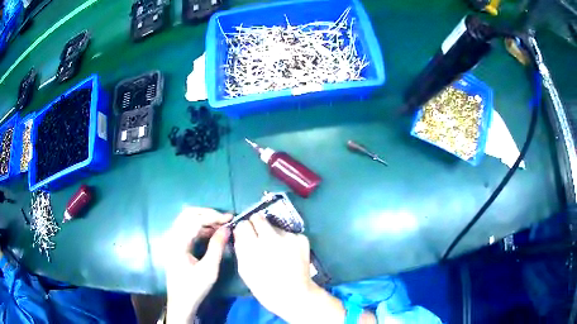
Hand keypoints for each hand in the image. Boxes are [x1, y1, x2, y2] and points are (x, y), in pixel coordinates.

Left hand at [165, 207, 231, 322]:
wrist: (181, 301)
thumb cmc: (194, 288)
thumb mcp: (209, 269)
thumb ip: (217, 247)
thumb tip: (226, 229)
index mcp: (178, 242)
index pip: (195, 219)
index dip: (214, 216)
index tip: (230, 218)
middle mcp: (172, 237)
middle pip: (188, 214)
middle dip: (208, 213)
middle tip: (225, 219)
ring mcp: (173, 240)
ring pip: (188, 220)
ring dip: (205, 220)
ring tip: (222, 225)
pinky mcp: (176, 244)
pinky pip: (188, 228)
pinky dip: (201, 227)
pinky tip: (213, 233)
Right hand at [234, 214, 345, 322]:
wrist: (294, 294)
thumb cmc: (264, 286)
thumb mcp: (244, 269)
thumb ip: (240, 247)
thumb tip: (238, 230)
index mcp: (253, 246)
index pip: (243, 223)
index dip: (244, 229)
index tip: (245, 235)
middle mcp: (271, 237)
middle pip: (258, 217)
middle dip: (256, 225)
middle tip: (259, 237)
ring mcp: (289, 237)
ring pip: (274, 225)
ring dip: (272, 234)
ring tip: (276, 250)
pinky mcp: (302, 238)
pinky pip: (288, 233)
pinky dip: (286, 240)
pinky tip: (288, 253)